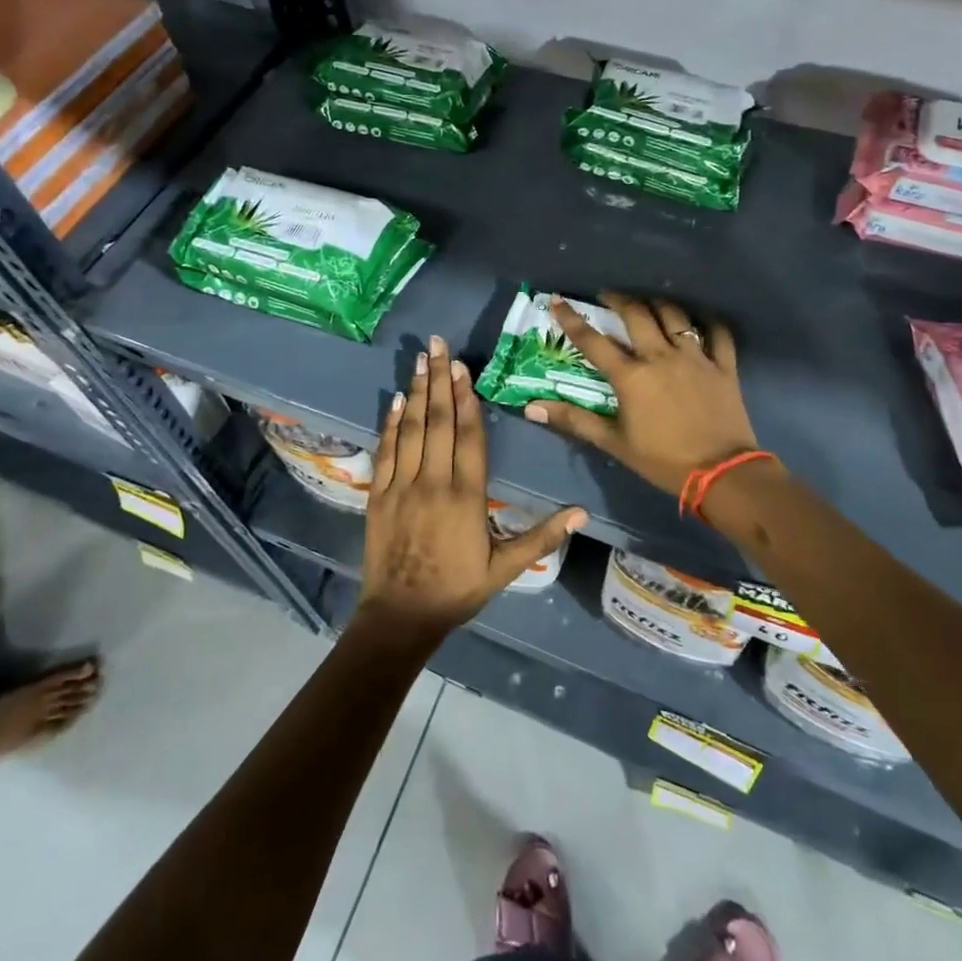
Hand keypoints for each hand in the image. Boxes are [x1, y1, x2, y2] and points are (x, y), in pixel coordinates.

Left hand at [359, 334, 585, 637]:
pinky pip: (387, 450)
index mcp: (467, 497)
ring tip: (420, 360)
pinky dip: (391, 423)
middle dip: (439, 380)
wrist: (401, 615)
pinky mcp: (379, 494)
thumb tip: (582, 513)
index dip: (467, 400)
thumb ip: (542, 537)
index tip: (464, 368)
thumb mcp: (506, 568)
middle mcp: (434, 482)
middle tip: (437, 345)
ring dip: (417, 392)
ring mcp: (402, 486)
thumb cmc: (458, 589)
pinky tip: (397, 399)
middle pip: (438, 422)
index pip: (469, 437)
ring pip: (411, 429)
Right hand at [524, 294, 758, 499]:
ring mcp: (695, 358)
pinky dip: (708, 321)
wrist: (722, 474)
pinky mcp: (723, 366)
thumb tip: (531, 408)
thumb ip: (574, 421)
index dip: (572, 319)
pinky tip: (699, 318)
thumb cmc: (663, 460)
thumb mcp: (614, 443)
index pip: (594, 341)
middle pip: (637, 315)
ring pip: (674, 316)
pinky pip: (718, 333)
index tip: (558, 299)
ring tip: (648, 301)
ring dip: (657, 303)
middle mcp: (661, 357)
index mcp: (631, 376)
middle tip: (607, 294)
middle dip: (619, 299)